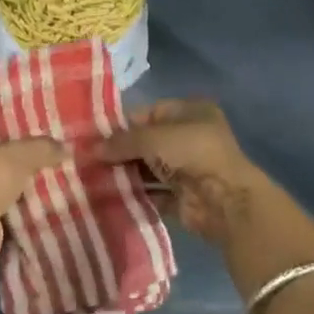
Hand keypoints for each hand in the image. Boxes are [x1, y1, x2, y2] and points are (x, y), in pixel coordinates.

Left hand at [0, 136, 65, 275]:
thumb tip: (67, 147)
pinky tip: (59, 218)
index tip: (49, 137)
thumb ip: (42, 148)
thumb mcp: (18, 155)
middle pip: (9, 168)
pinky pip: (19, 223)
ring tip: (70, 191)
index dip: (21, 136)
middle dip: (32, 169)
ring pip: (15, 196)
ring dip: (35, 196)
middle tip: (67, 166)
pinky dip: (34, 222)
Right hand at [97, 100, 272, 247]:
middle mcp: (190, 139)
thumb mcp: (152, 138)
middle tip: (88, 159)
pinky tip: (109, 197)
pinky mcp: (184, 199)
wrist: (225, 201)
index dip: (122, 123)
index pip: (149, 113)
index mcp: (190, 113)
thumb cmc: (191, 153)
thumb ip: (121, 141)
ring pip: (149, 170)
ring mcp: (188, 170)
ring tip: (92, 178)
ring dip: (125, 174)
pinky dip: (135, 196)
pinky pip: (154, 195)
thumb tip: (91, 149)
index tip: (94, 135)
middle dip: (120, 151)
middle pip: (147, 143)